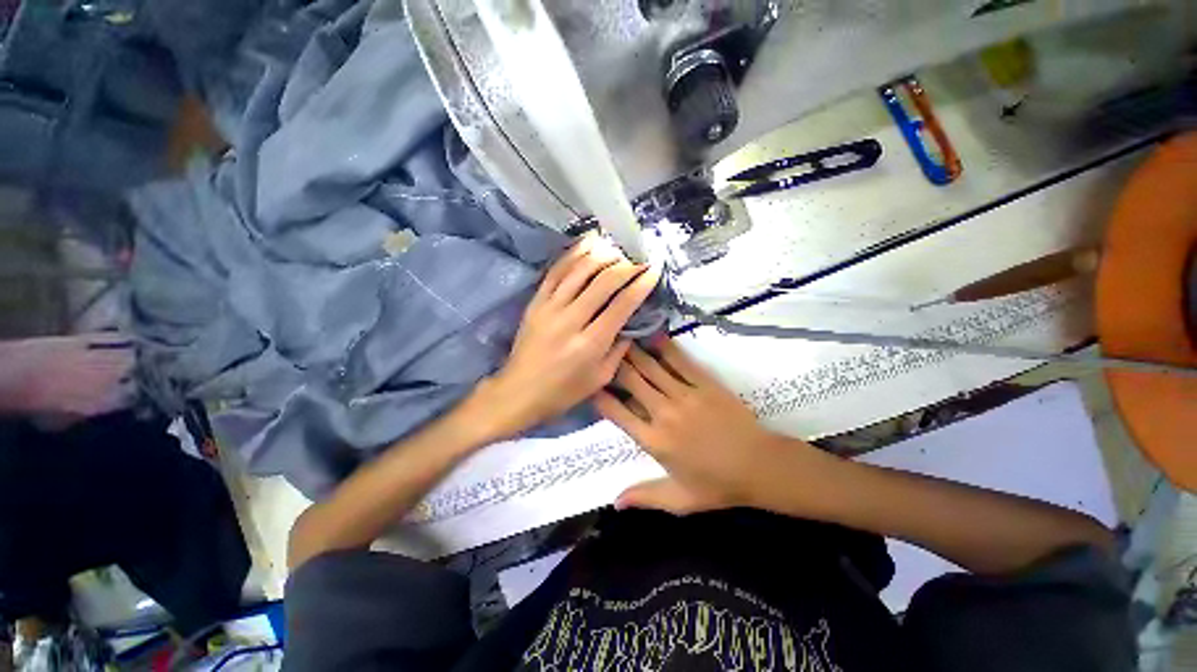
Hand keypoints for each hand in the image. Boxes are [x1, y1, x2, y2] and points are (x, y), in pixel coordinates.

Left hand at [471, 235, 661, 440]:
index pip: (622, 304)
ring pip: (579, 270)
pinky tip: (588, 244)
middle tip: (639, 259)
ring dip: (602, 255)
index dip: (641, 284)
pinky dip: (573, 255)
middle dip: (626, 265)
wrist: (519, 392)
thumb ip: (619, 350)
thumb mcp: (600, 378)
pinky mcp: (535, 302)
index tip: (654, 270)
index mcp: (591, 343)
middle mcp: (571, 320)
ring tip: (618, 248)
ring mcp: (550, 307)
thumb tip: (630, 323)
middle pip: (603, 281)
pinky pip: (556, 271)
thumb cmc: (563, 391)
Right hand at [595, 339, 820, 513]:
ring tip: (620, 335)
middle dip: (614, 363)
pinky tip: (654, 334)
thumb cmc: (717, 485)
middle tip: (602, 348)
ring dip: (634, 350)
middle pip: (631, 381)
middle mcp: (664, 413)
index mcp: (654, 441)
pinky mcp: (705, 384)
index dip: (600, 396)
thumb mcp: (679, 500)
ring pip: (652, 367)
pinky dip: (665, 347)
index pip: (618, 413)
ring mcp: (685, 395)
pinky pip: (680, 361)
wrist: (760, 467)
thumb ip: (644, 497)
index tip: (590, 383)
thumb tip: (613, 503)